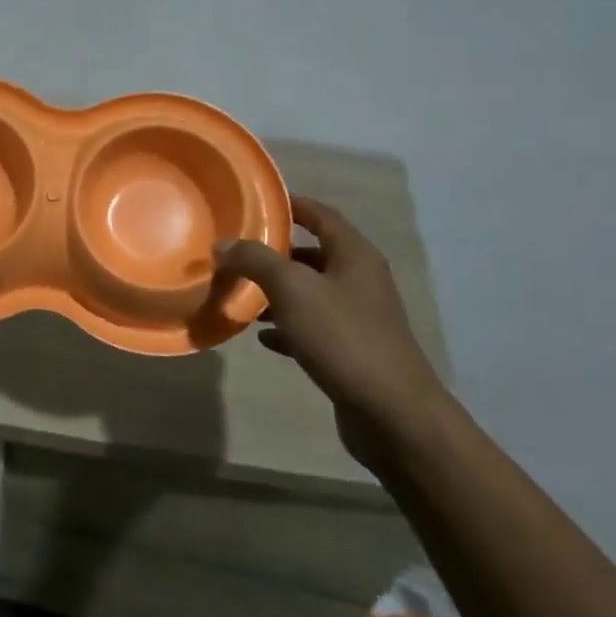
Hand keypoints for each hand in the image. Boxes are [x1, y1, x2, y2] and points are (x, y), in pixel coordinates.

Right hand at [217, 198, 449, 460]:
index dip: (288, 205)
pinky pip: (311, 327)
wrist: (392, 413)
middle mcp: (360, 280)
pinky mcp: (351, 350)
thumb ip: (255, 260)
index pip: (319, 215)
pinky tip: (261, 335)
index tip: (252, 203)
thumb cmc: (343, 338)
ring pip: (309, 292)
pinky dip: (286, 326)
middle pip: (312, 254)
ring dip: (275, 291)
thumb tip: (223, 244)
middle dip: (273, 253)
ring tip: (238, 293)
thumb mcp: (292, 290)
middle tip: (235, 252)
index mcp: (354, 255)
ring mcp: (357, 317)